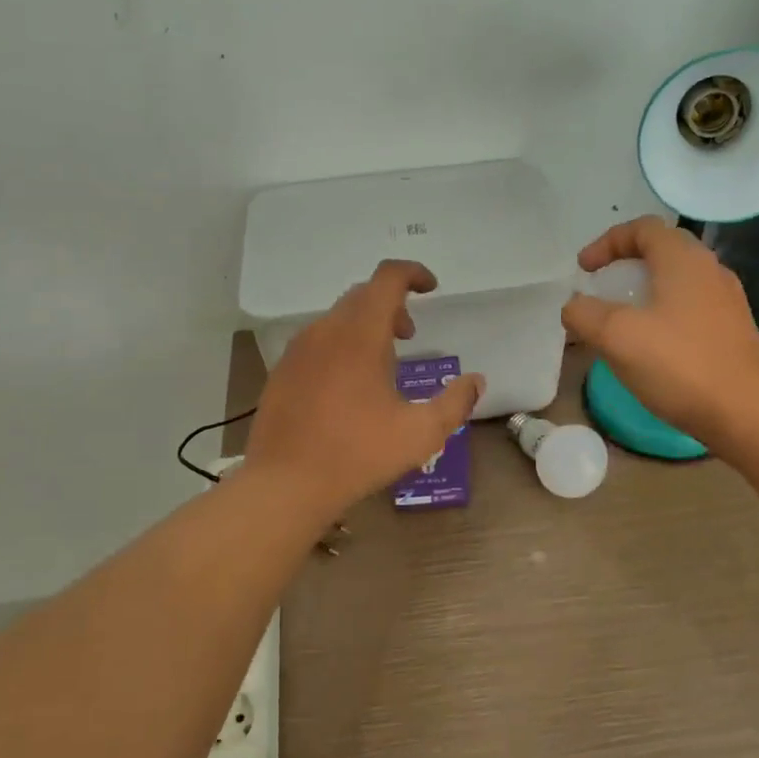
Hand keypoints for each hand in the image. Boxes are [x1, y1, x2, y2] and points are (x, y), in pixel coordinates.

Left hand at [245, 260, 485, 518]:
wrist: (285, 484)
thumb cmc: (358, 454)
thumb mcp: (421, 433)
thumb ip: (455, 403)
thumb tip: (475, 381)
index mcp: (360, 334)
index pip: (387, 277)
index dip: (413, 273)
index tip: (432, 288)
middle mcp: (326, 330)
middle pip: (362, 295)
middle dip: (392, 305)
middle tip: (410, 335)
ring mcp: (299, 349)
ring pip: (338, 317)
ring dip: (366, 326)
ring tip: (383, 365)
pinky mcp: (283, 370)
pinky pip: (318, 340)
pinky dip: (341, 344)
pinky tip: (348, 386)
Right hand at [561, 217, 758, 451]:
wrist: (747, 413)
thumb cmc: (679, 365)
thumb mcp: (616, 336)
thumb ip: (584, 314)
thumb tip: (574, 306)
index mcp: (683, 260)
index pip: (643, 228)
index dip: (607, 242)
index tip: (583, 269)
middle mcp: (710, 270)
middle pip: (662, 251)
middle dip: (625, 264)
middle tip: (601, 288)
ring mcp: (726, 302)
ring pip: (677, 281)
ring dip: (644, 292)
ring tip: (620, 320)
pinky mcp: (732, 332)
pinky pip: (689, 308)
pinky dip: (662, 314)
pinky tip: (650, 347)